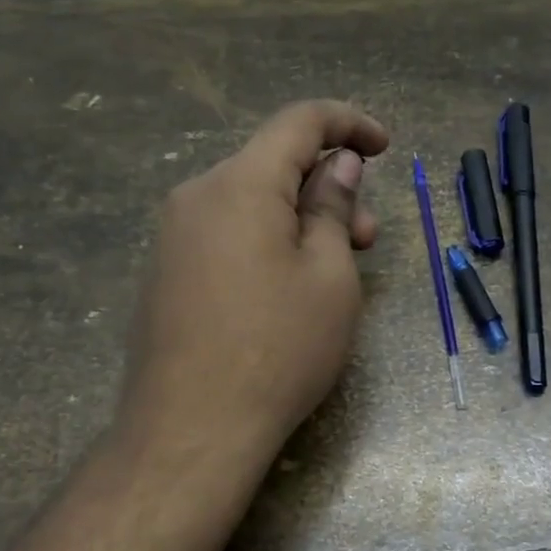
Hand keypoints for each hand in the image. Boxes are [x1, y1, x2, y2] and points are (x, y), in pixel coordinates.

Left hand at [114, 100, 389, 466]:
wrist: (191, 429)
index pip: (299, 122)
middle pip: (272, 165)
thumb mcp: (329, 277)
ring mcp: (173, 237)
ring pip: (249, 203)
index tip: (385, 147)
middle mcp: (196, 196)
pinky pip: (226, 235)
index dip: (349, 123)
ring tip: (332, 272)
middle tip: (366, 239)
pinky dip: (266, 243)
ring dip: (299, 220)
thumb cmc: (279, 349)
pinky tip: (285, 290)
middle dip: (328, 187)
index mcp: (240, 184)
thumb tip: (337, 163)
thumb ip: (333, 208)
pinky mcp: (165, 274)